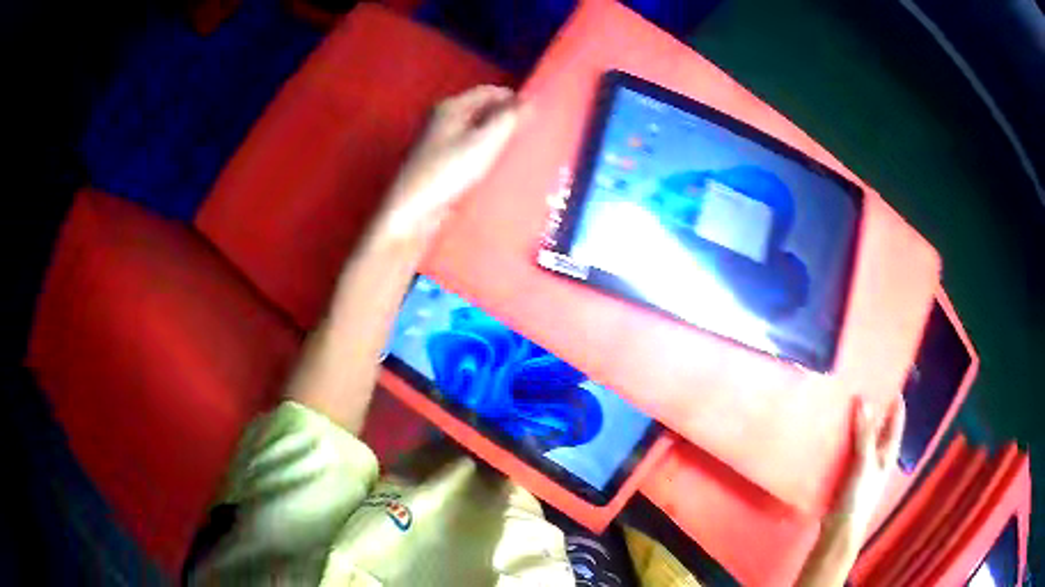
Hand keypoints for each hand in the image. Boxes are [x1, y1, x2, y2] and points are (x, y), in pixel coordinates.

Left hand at [381, 85, 519, 237]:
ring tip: (520, 151)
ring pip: (476, 131)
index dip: (513, 99)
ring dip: (497, 138)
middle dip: (507, 119)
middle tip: (532, 134)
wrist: (411, 213)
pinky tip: (498, 167)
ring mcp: (439, 141)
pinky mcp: (440, 163)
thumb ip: (508, 118)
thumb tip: (529, 100)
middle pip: (482, 110)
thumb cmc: (447, 172)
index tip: (537, 114)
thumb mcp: (483, 142)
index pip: (489, 91)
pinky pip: (469, 149)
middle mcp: (443, 119)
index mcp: (451, 106)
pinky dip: (485, 153)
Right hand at [830, 396, 905, 541]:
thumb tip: (863, 400)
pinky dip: (845, 437)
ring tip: (845, 401)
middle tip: (862, 383)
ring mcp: (864, 463)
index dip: (895, 398)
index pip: (896, 418)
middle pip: (880, 424)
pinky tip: (834, 430)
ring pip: (863, 435)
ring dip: (857, 421)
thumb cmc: (859, 495)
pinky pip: (849, 447)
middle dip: (873, 406)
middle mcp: (879, 453)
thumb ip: (864, 433)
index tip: (888, 376)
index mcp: (888, 450)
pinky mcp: (848, 471)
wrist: (840, 527)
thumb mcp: (864, 462)